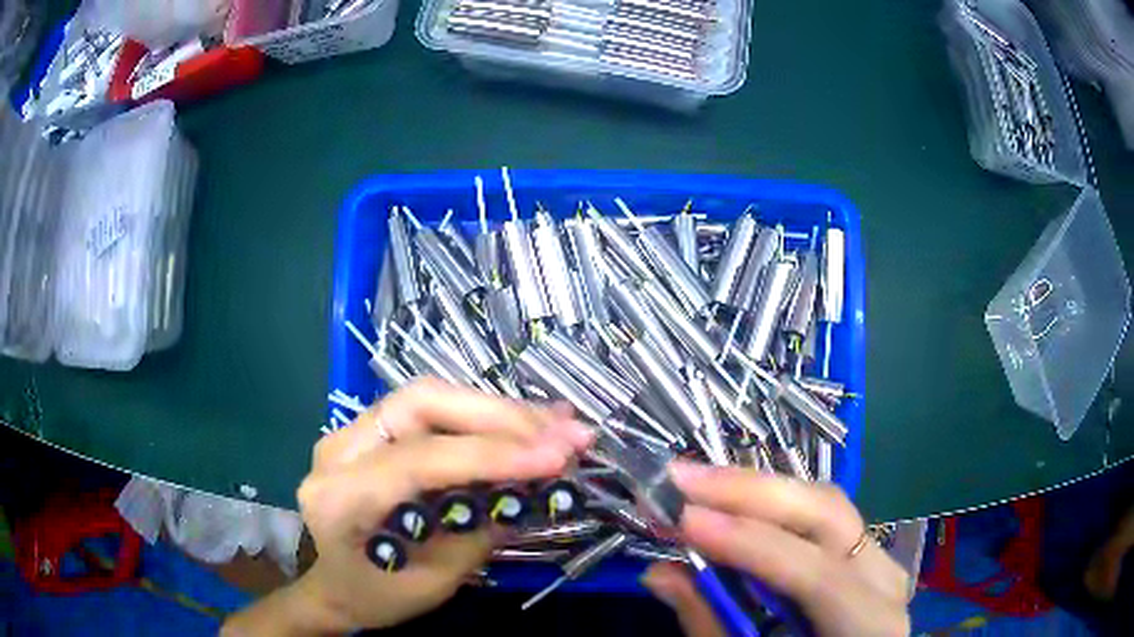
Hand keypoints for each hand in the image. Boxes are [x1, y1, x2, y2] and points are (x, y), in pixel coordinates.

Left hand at [222, 378, 593, 635]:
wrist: (332, 587)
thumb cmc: (375, 596)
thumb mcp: (433, 582)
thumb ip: (479, 531)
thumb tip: (537, 486)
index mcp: (340, 498)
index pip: (419, 459)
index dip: (492, 454)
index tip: (557, 457)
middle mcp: (337, 450)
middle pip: (423, 404)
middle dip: (501, 416)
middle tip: (567, 433)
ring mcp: (350, 432)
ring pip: (431, 398)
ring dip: (500, 411)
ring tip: (560, 423)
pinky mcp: (371, 430)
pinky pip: (431, 412)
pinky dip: (482, 415)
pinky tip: (527, 420)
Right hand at [641, 462, 909, 636]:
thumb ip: (711, 624)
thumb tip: (660, 573)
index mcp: (870, 623)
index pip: (815, 574)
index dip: (750, 545)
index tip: (685, 519)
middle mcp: (883, 577)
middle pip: (826, 514)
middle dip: (751, 493)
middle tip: (684, 478)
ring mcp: (876, 558)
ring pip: (823, 504)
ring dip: (758, 492)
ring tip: (700, 484)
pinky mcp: (861, 552)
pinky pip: (819, 517)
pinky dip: (773, 507)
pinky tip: (734, 501)